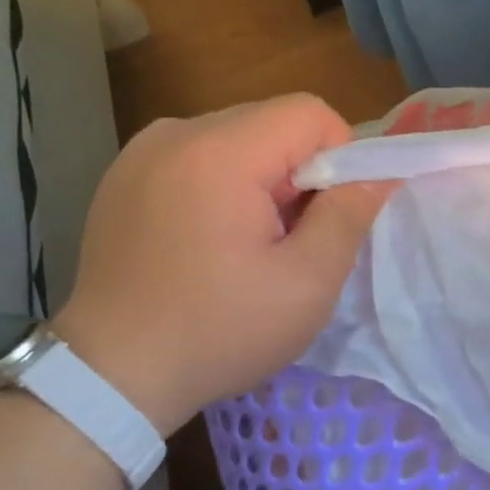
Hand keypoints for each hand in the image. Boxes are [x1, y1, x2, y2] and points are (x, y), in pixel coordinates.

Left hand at [53, 96, 392, 432]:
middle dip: (299, 172)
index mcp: (219, 152)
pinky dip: (221, 187)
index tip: (330, 216)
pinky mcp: (123, 177)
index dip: (340, 157)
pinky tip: (208, 242)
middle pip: (271, 122)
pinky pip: (196, 158)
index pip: (309, 113)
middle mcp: (174, 134)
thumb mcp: (307, 283)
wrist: (108, 376)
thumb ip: (349, 215)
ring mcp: (140, 153)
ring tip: (248, 245)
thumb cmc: (218, 331)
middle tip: (292, 239)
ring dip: (261, 180)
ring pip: (235, 140)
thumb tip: (381, 173)